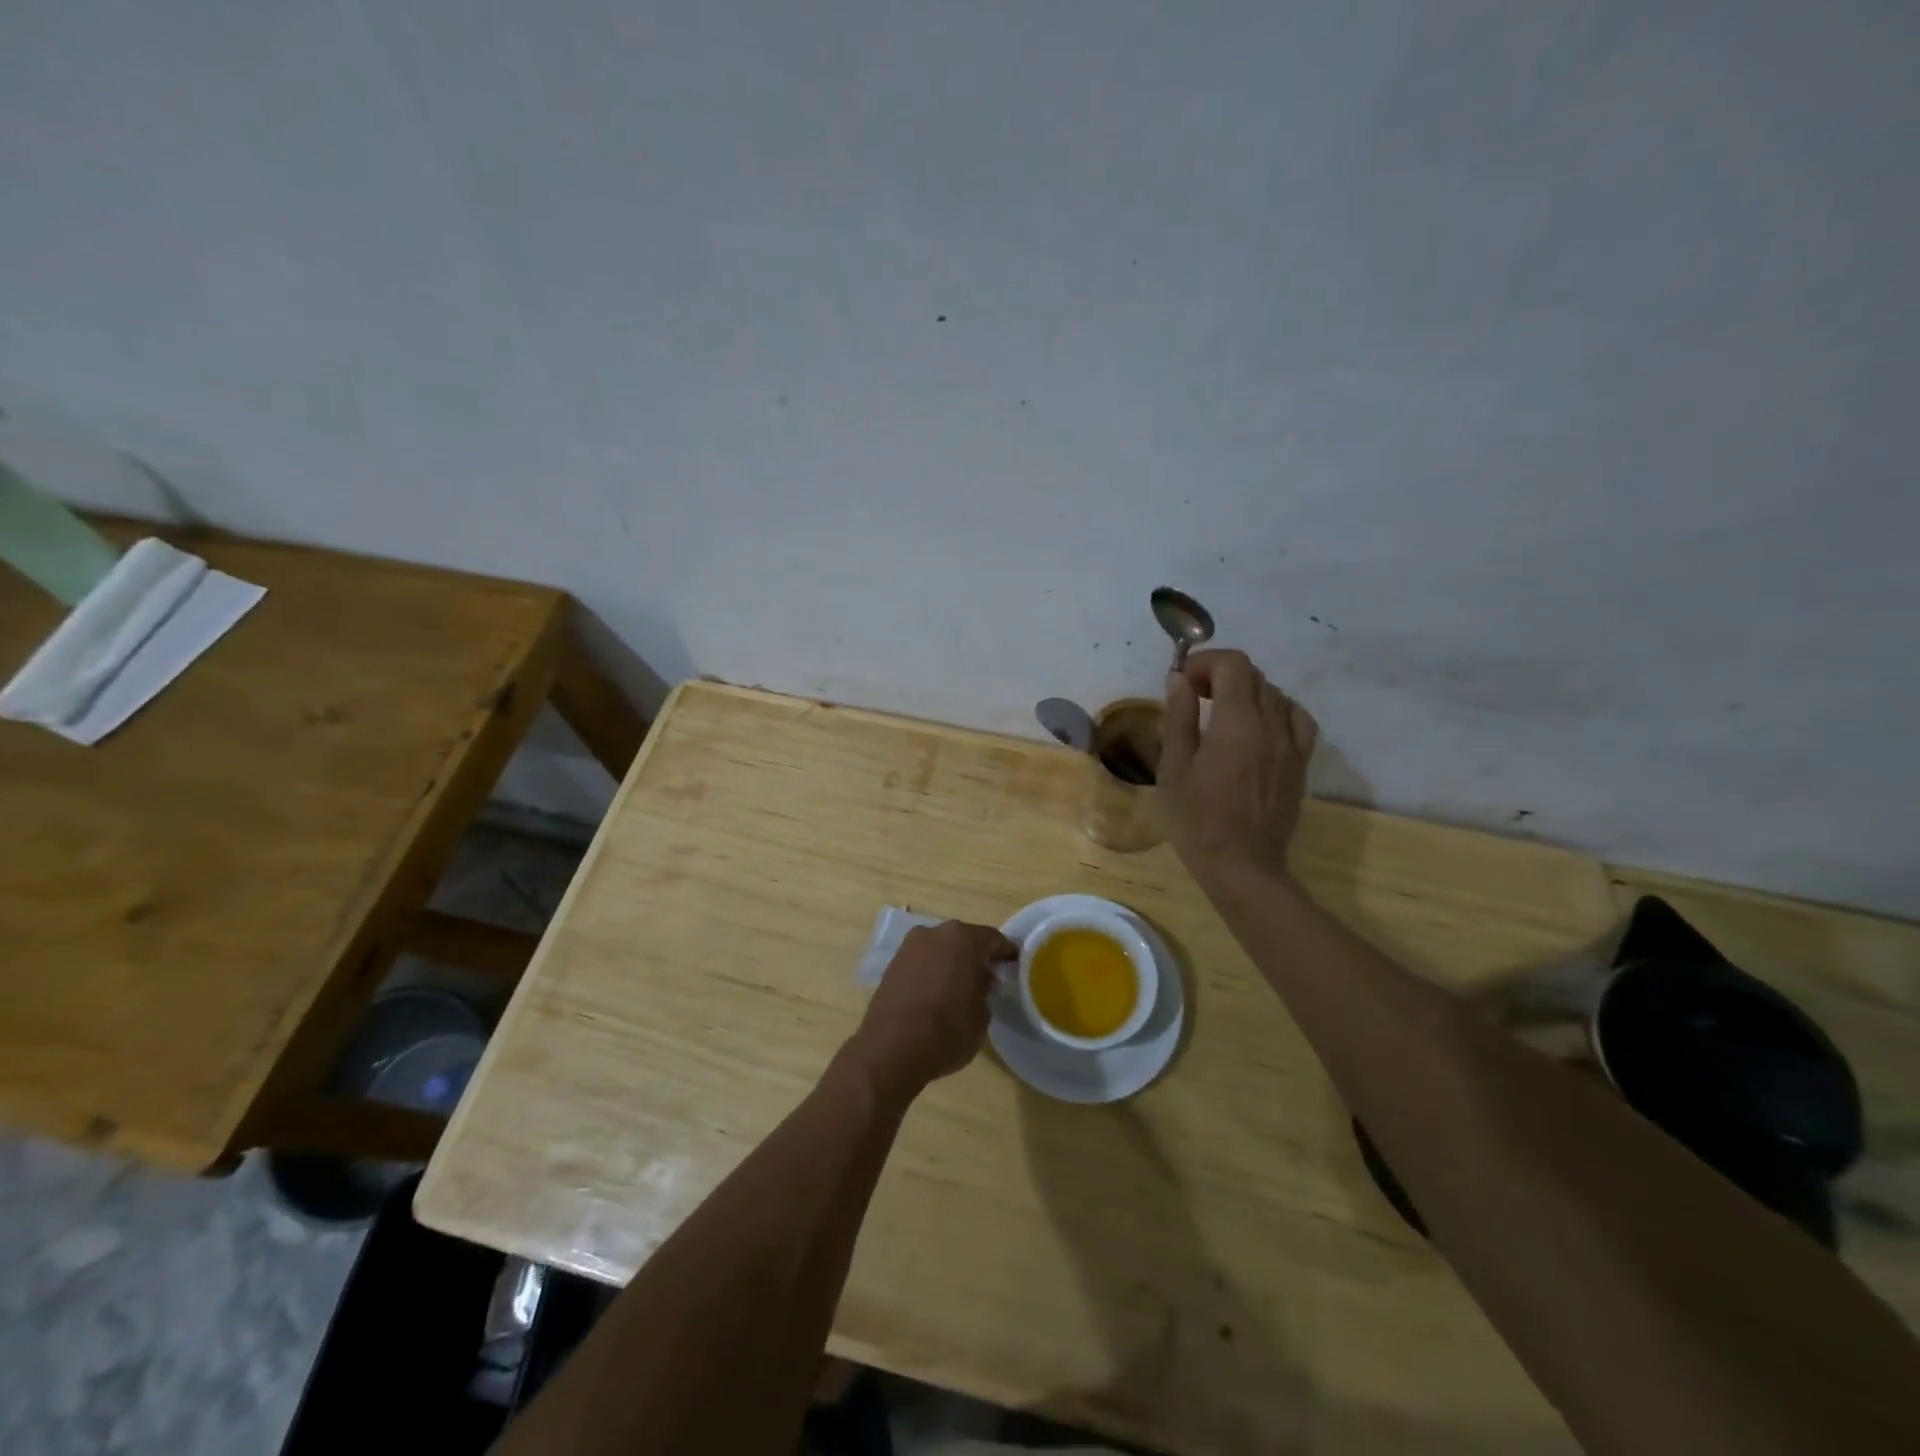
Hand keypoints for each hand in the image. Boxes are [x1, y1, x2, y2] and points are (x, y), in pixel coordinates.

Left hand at [847, 920, 1014, 1098]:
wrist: (891, 1048)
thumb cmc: (947, 1030)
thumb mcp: (981, 1015)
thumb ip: (985, 989)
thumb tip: (981, 979)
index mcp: (963, 939)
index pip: (993, 939)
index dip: (1006, 952)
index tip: (1014, 963)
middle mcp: (935, 933)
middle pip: (963, 939)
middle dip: (976, 955)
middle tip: (988, 975)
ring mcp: (910, 947)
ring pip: (940, 949)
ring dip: (951, 961)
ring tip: (960, 985)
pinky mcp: (892, 964)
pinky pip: (921, 961)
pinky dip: (932, 970)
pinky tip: (937, 991)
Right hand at [1159, 649, 1318, 880]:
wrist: (1242, 865)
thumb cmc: (1197, 820)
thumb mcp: (1174, 768)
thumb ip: (1179, 717)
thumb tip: (1178, 679)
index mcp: (1237, 722)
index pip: (1233, 664)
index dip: (1205, 662)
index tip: (1181, 680)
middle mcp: (1272, 725)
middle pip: (1254, 676)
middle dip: (1220, 675)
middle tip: (1193, 696)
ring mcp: (1292, 744)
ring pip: (1275, 695)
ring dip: (1246, 692)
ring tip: (1221, 712)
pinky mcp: (1300, 763)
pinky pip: (1297, 720)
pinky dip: (1277, 711)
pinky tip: (1259, 727)